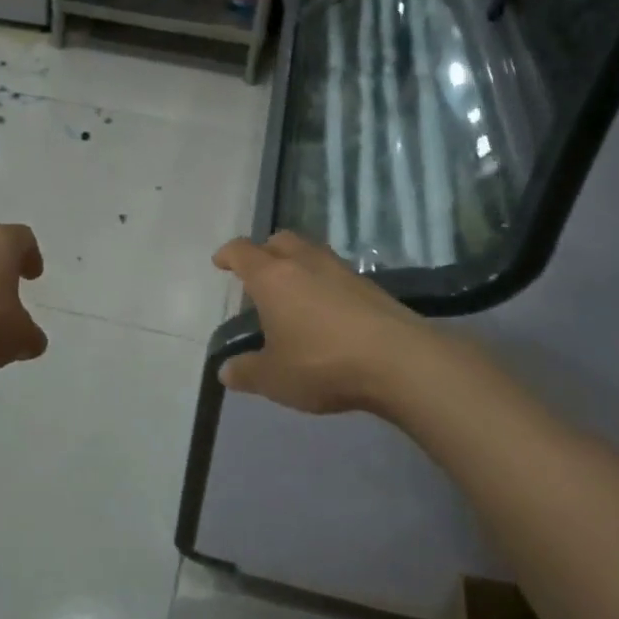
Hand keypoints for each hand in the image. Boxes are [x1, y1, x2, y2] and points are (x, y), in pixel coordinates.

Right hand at [213, 232, 441, 414]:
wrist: (398, 360)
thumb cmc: (322, 363)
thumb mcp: (275, 378)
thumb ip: (247, 372)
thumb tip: (225, 370)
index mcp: (272, 277)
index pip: (242, 252)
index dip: (228, 255)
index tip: (220, 261)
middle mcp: (304, 262)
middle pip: (279, 240)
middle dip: (264, 251)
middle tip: (258, 274)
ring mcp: (340, 269)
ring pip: (310, 252)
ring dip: (296, 263)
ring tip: (291, 291)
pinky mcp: (369, 284)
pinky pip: (334, 271)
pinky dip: (322, 281)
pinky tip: (325, 309)